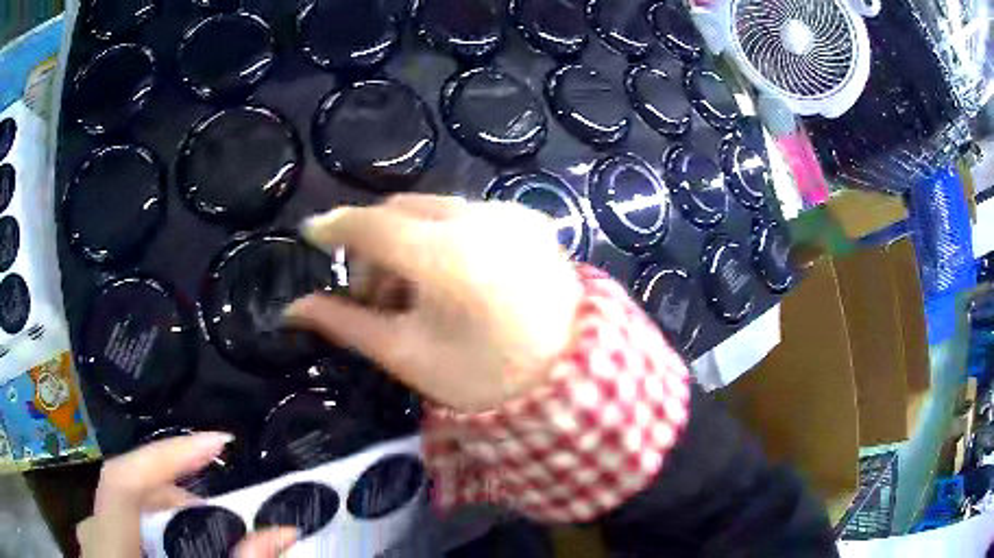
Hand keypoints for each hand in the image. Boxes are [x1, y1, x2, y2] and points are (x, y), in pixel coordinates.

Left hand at [78, 433, 296, 557]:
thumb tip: (282, 533)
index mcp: (108, 547)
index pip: (125, 479)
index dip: (167, 454)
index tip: (219, 442)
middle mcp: (92, 532)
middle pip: (129, 488)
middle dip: (178, 493)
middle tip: (223, 517)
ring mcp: (90, 538)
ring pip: (125, 504)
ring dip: (166, 512)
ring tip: (202, 536)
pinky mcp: (95, 547)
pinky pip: (120, 521)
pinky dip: (151, 527)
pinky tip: (171, 548)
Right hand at [285, 194, 581, 411]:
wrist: (570, 381)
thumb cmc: (484, 378)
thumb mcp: (406, 354)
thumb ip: (345, 323)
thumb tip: (292, 310)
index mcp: (445, 257)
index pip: (371, 225)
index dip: (335, 227)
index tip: (312, 234)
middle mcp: (479, 219)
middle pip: (401, 211)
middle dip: (374, 243)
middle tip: (371, 294)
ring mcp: (510, 214)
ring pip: (433, 211)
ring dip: (408, 240)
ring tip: (413, 294)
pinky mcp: (529, 219)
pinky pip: (468, 215)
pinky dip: (443, 236)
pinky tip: (451, 279)